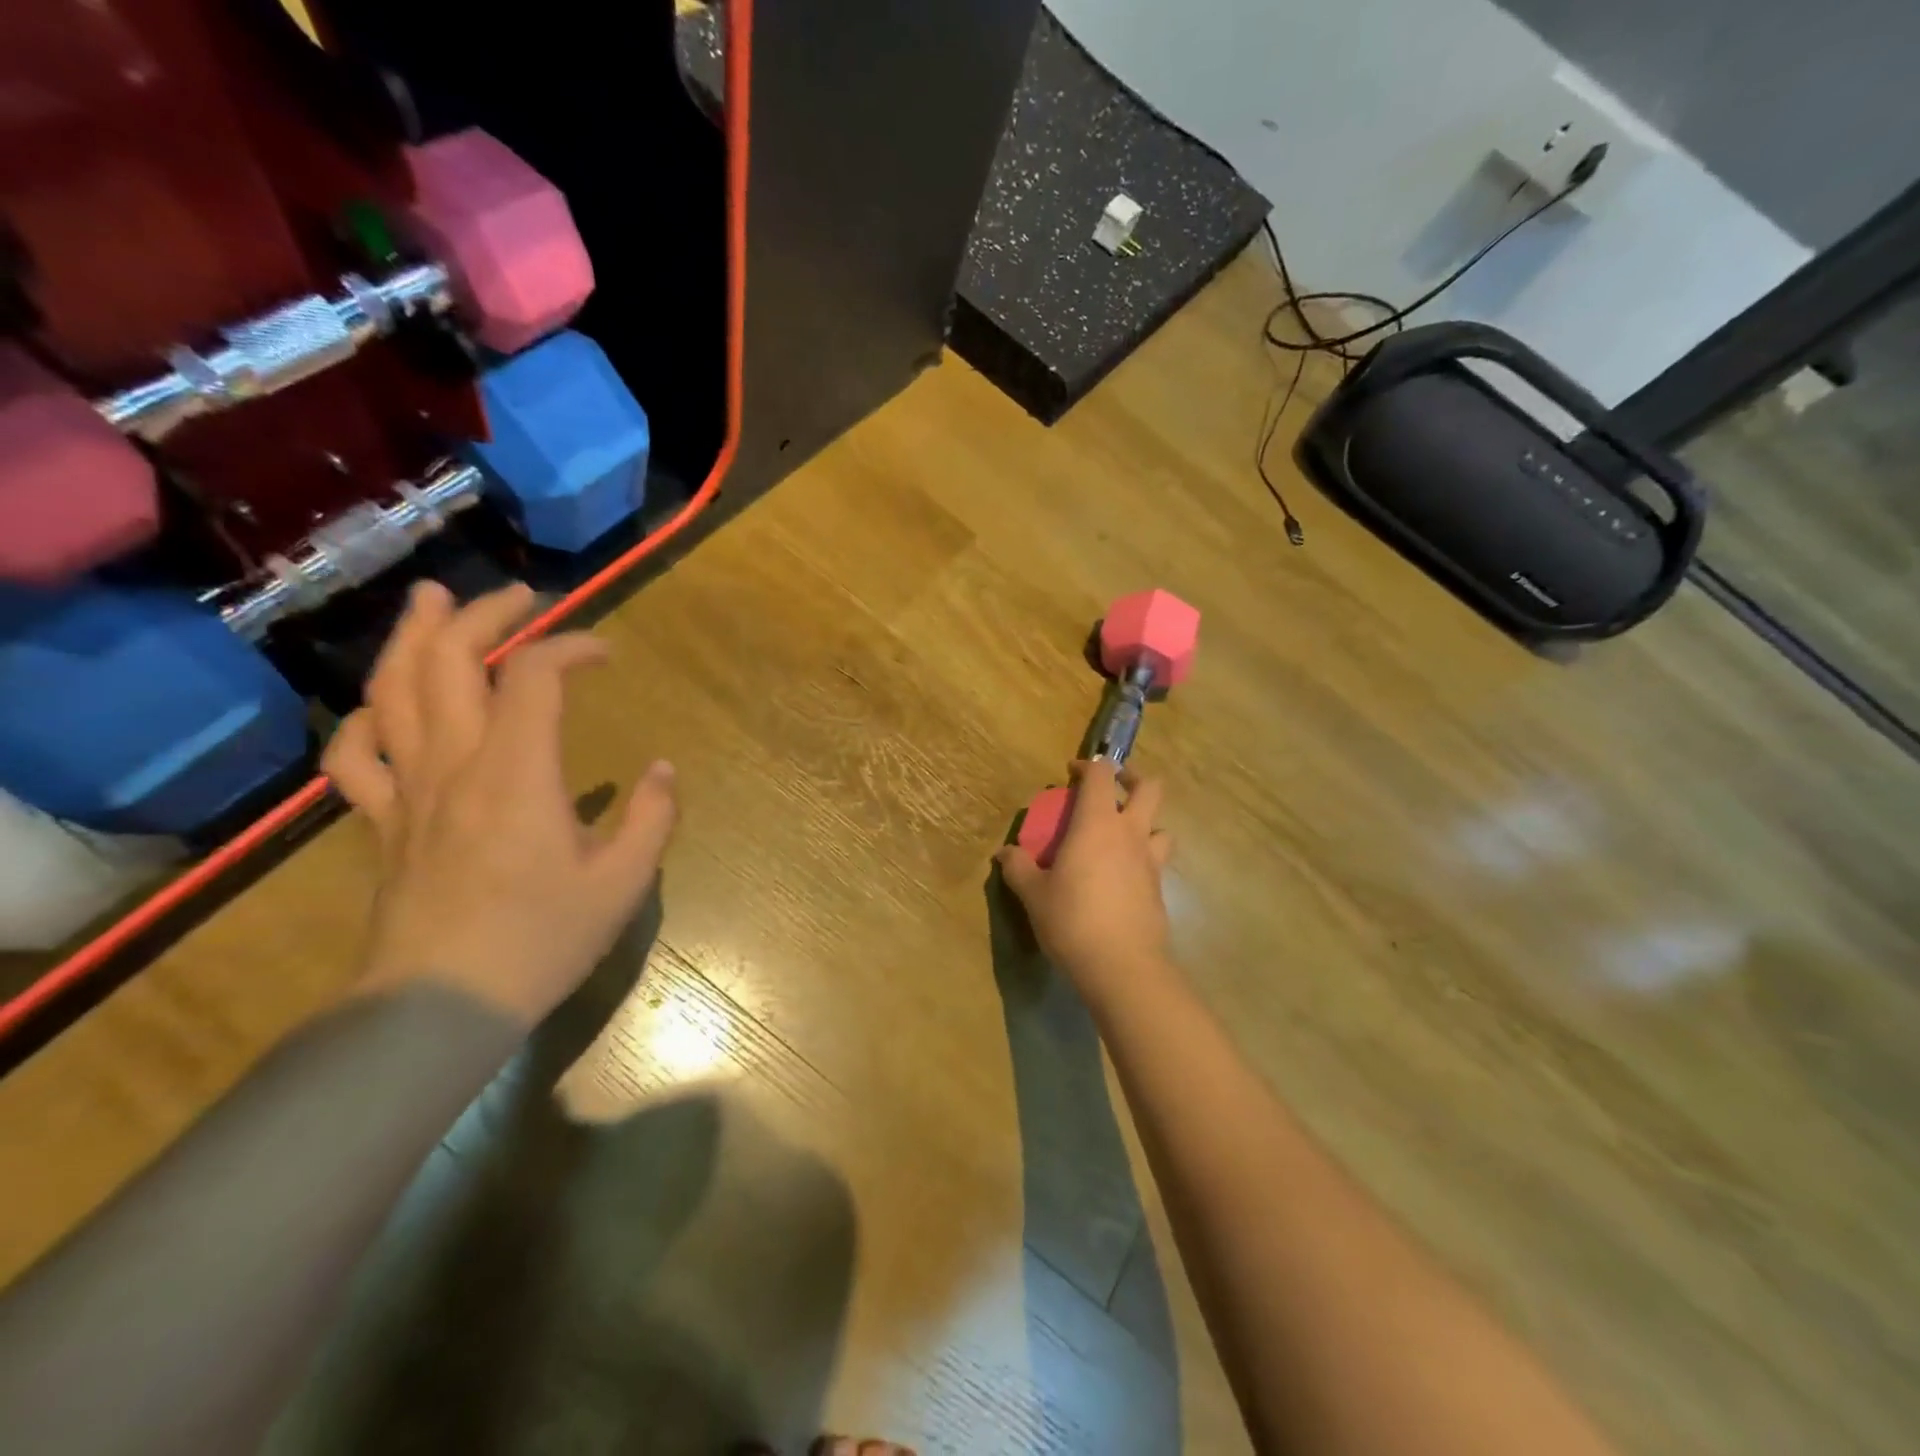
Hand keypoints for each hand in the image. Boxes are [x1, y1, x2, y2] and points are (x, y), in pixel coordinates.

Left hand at [322, 581, 677, 1028]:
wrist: (442, 1004)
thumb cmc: (543, 938)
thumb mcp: (624, 880)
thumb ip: (653, 816)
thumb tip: (664, 769)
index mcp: (517, 771)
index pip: (536, 677)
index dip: (572, 647)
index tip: (606, 652)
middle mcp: (455, 763)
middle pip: (450, 662)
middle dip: (483, 615)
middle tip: (518, 595)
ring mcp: (408, 790)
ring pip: (393, 692)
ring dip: (412, 638)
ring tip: (429, 602)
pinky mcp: (381, 821)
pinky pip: (356, 756)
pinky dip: (368, 718)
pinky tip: (387, 706)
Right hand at [994, 760, 1177, 1004]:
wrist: (1123, 966)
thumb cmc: (1072, 920)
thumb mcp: (1033, 894)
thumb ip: (1018, 867)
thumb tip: (1005, 853)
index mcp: (1097, 824)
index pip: (1101, 775)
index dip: (1088, 766)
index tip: (1071, 773)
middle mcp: (1130, 833)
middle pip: (1149, 788)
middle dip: (1131, 779)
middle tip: (1112, 788)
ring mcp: (1150, 861)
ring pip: (1161, 825)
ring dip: (1145, 821)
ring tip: (1122, 836)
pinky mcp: (1160, 888)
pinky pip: (1157, 859)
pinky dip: (1143, 857)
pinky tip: (1123, 877)